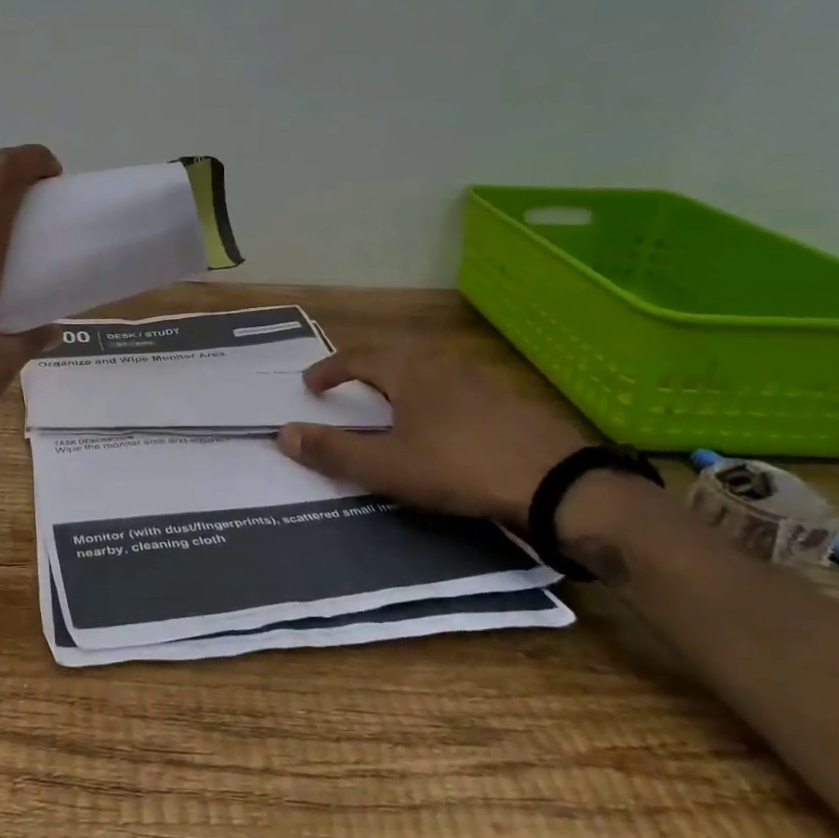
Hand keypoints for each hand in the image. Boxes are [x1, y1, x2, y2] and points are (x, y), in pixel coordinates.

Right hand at [277, 345, 586, 524]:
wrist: (555, 482)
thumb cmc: (459, 466)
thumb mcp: (387, 466)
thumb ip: (334, 450)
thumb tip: (283, 434)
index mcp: (409, 370)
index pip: (357, 357)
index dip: (329, 369)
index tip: (310, 385)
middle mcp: (441, 363)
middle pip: (392, 354)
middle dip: (363, 368)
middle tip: (345, 387)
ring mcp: (478, 378)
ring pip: (425, 368)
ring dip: (397, 380)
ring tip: (386, 403)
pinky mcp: (504, 400)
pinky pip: (451, 385)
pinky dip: (428, 395)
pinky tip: (437, 422)